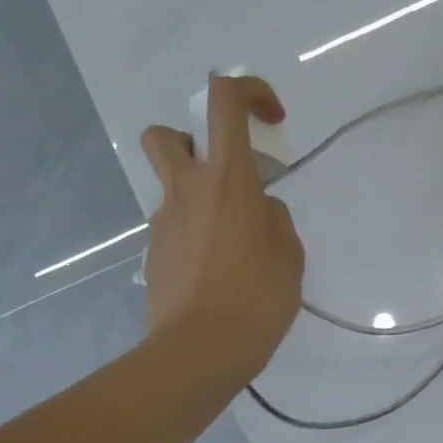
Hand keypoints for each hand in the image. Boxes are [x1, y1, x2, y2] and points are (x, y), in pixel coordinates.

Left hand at [139, 74, 304, 380]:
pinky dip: (194, 234)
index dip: (248, 91)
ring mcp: (164, 222)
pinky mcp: (154, 253)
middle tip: (227, 174)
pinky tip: (217, 273)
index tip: (272, 119)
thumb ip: (275, 220)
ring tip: (231, 239)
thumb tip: (260, 211)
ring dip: (197, 194)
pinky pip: (174, 227)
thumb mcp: (289, 255)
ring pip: (171, 186)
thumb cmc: (257, 299)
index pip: (223, 101)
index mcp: (227, 180)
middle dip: (193, 139)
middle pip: (166, 134)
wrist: (200, 351)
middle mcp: (187, 190)